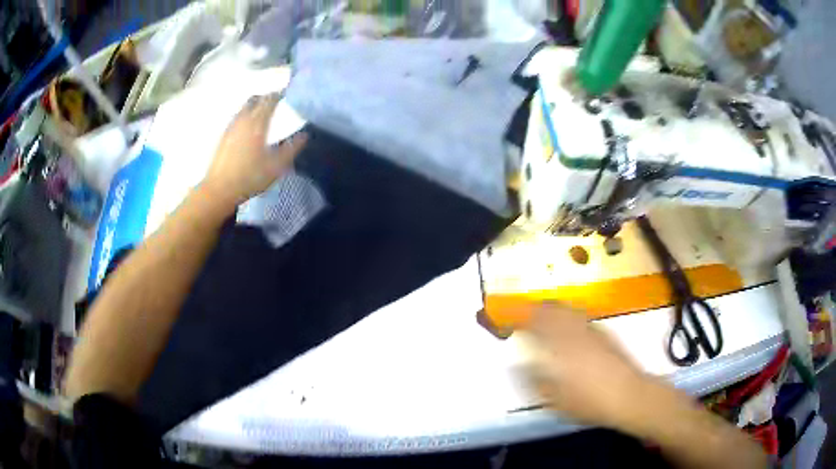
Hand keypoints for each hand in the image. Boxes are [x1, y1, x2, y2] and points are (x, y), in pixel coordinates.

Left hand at [203, 94, 307, 207]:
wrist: (219, 189)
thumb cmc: (250, 177)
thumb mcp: (276, 166)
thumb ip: (292, 148)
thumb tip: (304, 135)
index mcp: (257, 122)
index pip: (270, 99)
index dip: (280, 94)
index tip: (288, 94)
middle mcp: (243, 119)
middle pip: (255, 99)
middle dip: (266, 97)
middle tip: (276, 102)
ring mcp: (231, 126)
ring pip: (244, 107)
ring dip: (255, 105)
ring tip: (263, 113)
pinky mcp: (223, 135)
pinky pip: (237, 117)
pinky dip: (246, 115)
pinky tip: (249, 128)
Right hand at [518, 303, 652, 431]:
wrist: (627, 395)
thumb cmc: (587, 400)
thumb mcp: (553, 398)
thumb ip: (532, 380)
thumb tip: (516, 366)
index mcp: (559, 345)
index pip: (534, 322)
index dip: (520, 319)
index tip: (510, 323)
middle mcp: (574, 331)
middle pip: (553, 308)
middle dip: (536, 309)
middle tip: (527, 316)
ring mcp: (592, 330)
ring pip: (569, 310)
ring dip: (554, 310)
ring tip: (546, 318)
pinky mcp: (605, 334)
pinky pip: (582, 318)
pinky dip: (570, 318)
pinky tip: (571, 330)